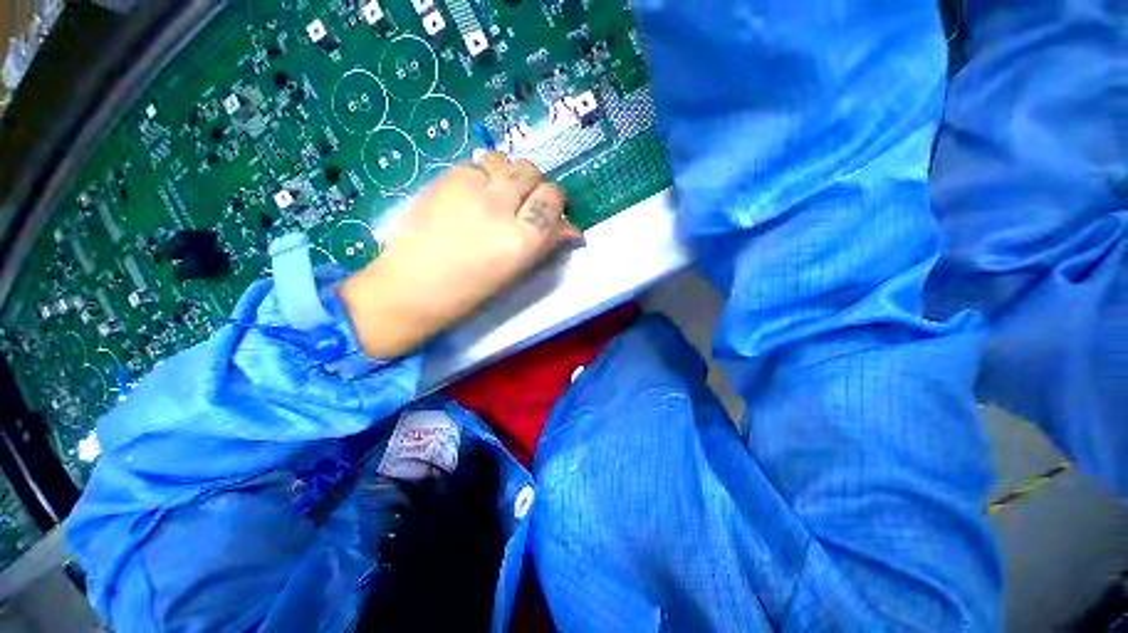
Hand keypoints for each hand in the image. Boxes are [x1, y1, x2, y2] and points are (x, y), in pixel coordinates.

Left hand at [340, 153, 581, 357]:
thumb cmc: (470, 291)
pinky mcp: (444, 179)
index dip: (556, 203)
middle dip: (535, 185)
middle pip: (532, 172)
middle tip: (525, 201)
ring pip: (505, 162)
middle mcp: (500, 207)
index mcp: (522, 240)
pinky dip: (482, 177)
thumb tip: (569, 229)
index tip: (552, 211)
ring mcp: (470, 189)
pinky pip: (476, 165)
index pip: (553, 200)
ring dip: (509, 176)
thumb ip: (545, 245)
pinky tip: (473, 196)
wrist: (413, 286)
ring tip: (499, 195)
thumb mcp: (517, 272)